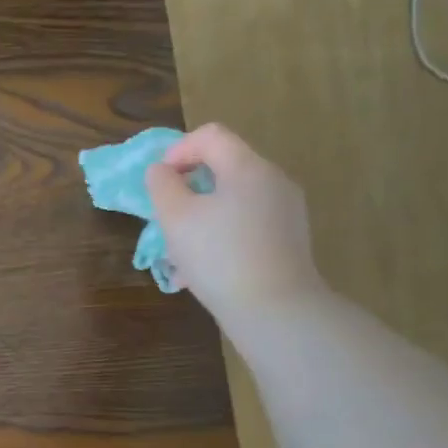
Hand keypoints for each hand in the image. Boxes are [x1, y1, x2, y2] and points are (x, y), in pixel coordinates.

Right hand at [145, 124, 324, 324]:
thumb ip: (162, 186)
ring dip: (200, 220)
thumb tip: (161, 172)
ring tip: (178, 256)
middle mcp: (273, 182)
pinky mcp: (288, 242)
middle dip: (187, 191)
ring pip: (232, 203)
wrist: (275, 311)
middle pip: (223, 170)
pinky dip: (220, 238)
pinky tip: (201, 273)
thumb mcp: (176, 218)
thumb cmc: (219, 257)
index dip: (177, 151)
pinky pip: (246, 227)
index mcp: (248, 168)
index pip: (210, 136)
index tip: (159, 182)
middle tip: (166, 220)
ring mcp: (286, 213)